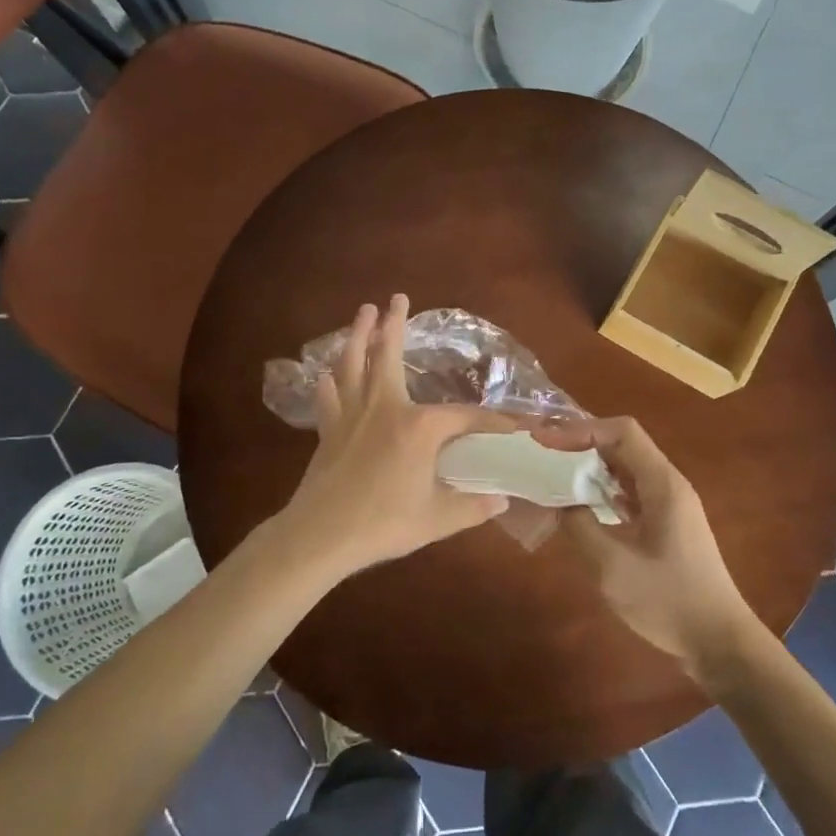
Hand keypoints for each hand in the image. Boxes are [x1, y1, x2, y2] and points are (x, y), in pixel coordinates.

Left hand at [273, 295, 511, 574]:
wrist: (320, 537)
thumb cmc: (384, 524)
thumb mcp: (437, 519)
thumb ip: (473, 506)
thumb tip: (501, 501)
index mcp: (418, 427)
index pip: (465, 417)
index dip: (492, 422)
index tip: (515, 427)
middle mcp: (385, 409)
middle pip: (389, 357)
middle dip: (394, 325)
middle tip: (397, 298)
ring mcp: (352, 416)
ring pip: (352, 365)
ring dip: (358, 336)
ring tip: (362, 312)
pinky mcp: (329, 431)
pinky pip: (329, 397)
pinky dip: (329, 382)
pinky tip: (326, 373)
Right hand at [538, 417, 756, 680]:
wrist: (719, 642)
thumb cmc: (670, 602)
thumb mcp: (614, 568)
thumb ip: (581, 528)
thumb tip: (558, 501)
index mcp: (663, 484)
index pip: (622, 432)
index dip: (582, 430)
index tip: (546, 443)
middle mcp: (668, 484)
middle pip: (623, 445)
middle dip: (582, 444)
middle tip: (542, 455)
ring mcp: (670, 505)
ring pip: (626, 469)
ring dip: (591, 468)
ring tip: (553, 475)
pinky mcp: (666, 525)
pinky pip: (630, 493)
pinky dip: (602, 491)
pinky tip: (580, 506)